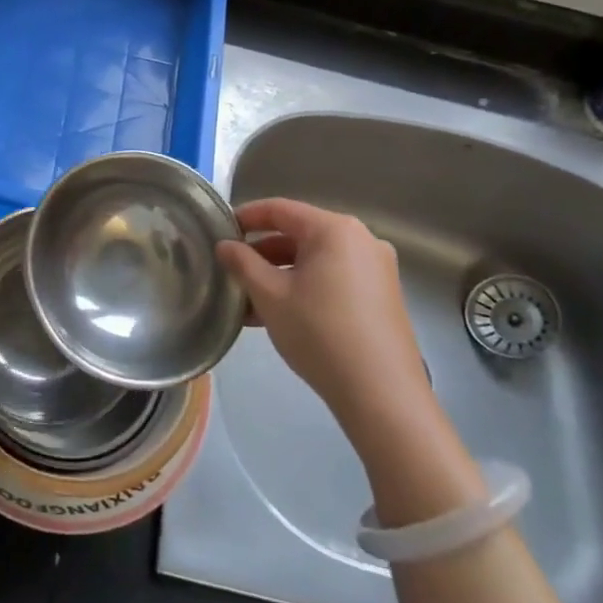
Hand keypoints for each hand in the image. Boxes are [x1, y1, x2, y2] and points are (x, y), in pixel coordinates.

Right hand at [216, 198, 435, 451]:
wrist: (381, 393)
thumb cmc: (319, 332)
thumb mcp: (270, 295)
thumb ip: (242, 263)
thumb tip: (225, 245)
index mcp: (335, 229)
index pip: (280, 209)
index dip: (246, 217)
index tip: (220, 231)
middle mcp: (361, 239)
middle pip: (299, 234)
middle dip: (262, 253)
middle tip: (232, 272)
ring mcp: (376, 268)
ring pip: (315, 260)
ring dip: (280, 275)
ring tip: (249, 302)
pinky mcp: (382, 295)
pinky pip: (333, 278)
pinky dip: (305, 287)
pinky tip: (280, 315)